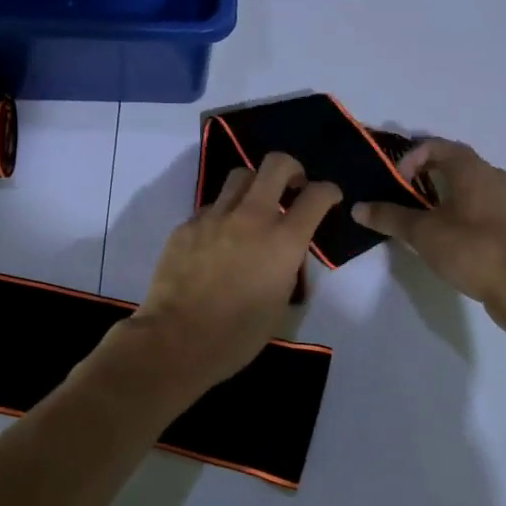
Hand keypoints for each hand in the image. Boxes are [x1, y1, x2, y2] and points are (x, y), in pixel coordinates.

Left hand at [123, 153, 340, 406]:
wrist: (175, 340)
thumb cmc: (237, 335)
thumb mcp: (280, 302)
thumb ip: (287, 265)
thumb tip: (283, 251)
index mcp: (283, 241)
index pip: (316, 196)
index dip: (329, 191)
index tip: (329, 197)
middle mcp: (251, 218)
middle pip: (276, 165)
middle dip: (291, 168)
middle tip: (292, 184)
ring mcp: (215, 217)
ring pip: (240, 176)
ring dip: (255, 185)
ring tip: (253, 206)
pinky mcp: (187, 225)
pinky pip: (212, 206)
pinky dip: (223, 214)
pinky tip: (219, 239)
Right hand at [351, 139, 505, 320]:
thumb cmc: (470, 248)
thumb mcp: (421, 232)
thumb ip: (388, 216)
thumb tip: (357, 208)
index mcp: (471, 168)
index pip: (435, 145)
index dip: (409, 157)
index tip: (396, 182)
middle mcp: (489, 174)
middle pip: (451, 160)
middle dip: (422, 170)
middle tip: (399, 190)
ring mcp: (501, 198)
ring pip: (463, 182)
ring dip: (438, 189)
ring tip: (415, 209)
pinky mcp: (504, 221)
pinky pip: (474, 200)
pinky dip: (453, 204)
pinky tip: (440, 228)